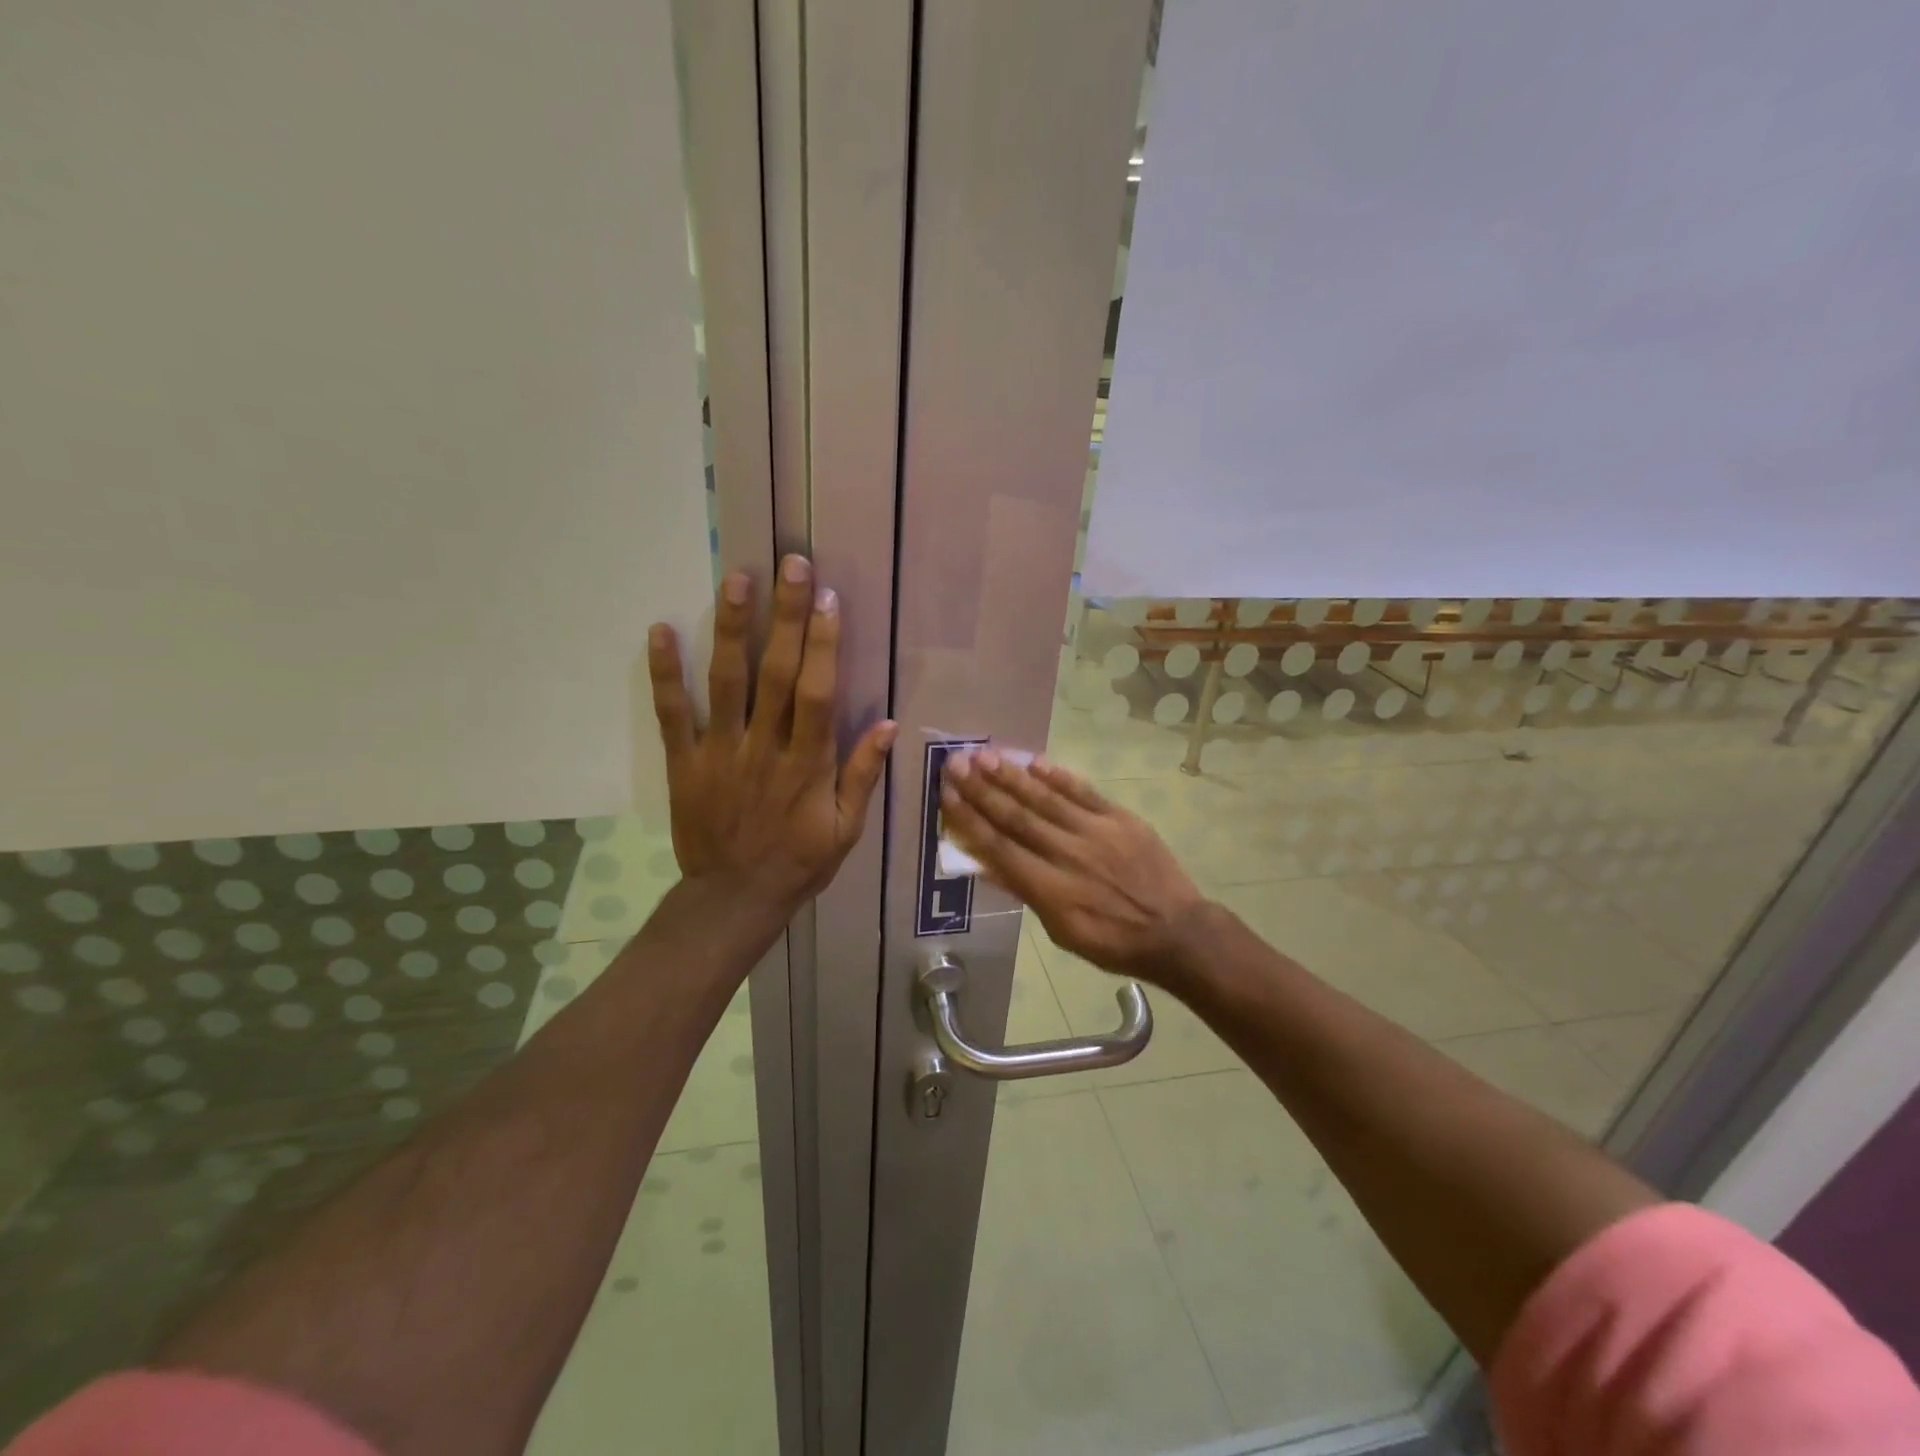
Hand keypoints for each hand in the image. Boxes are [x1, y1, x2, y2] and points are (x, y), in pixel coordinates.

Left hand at [649, 554, 895, 916]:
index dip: (825, 644)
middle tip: (791, 564)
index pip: (818, 693)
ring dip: (731, 628)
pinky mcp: (684, 762)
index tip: (828, 599)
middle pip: (776, 672)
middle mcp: (764, 747)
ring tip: (736, 579)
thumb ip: (862, 775)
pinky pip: (673, 713)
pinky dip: (665, 673)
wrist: (734, 898)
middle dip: (786, 616)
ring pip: (726, 681)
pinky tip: (661, 630)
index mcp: (807, 763)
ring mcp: (720, 751)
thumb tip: (888, 724)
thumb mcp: (846, 829)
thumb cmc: (799, 862)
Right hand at [940, 751, 1208, 984]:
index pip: (999, 847)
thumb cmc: (1112, 941)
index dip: (969, 819)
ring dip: (1011, 775)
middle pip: (1017, 816)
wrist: (1176, 931)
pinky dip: (1057, 776)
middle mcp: (1068, 854)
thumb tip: (986, 864)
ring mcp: (1096, 832)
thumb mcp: (1061, 931)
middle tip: (955, 764)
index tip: (947, 794)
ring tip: (984, 755)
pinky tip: (1034, 761)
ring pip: (1045, 798)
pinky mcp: (1119, 818)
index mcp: (1050, 889)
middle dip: (982, 789)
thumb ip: (1025, 892)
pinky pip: (1083, 792)